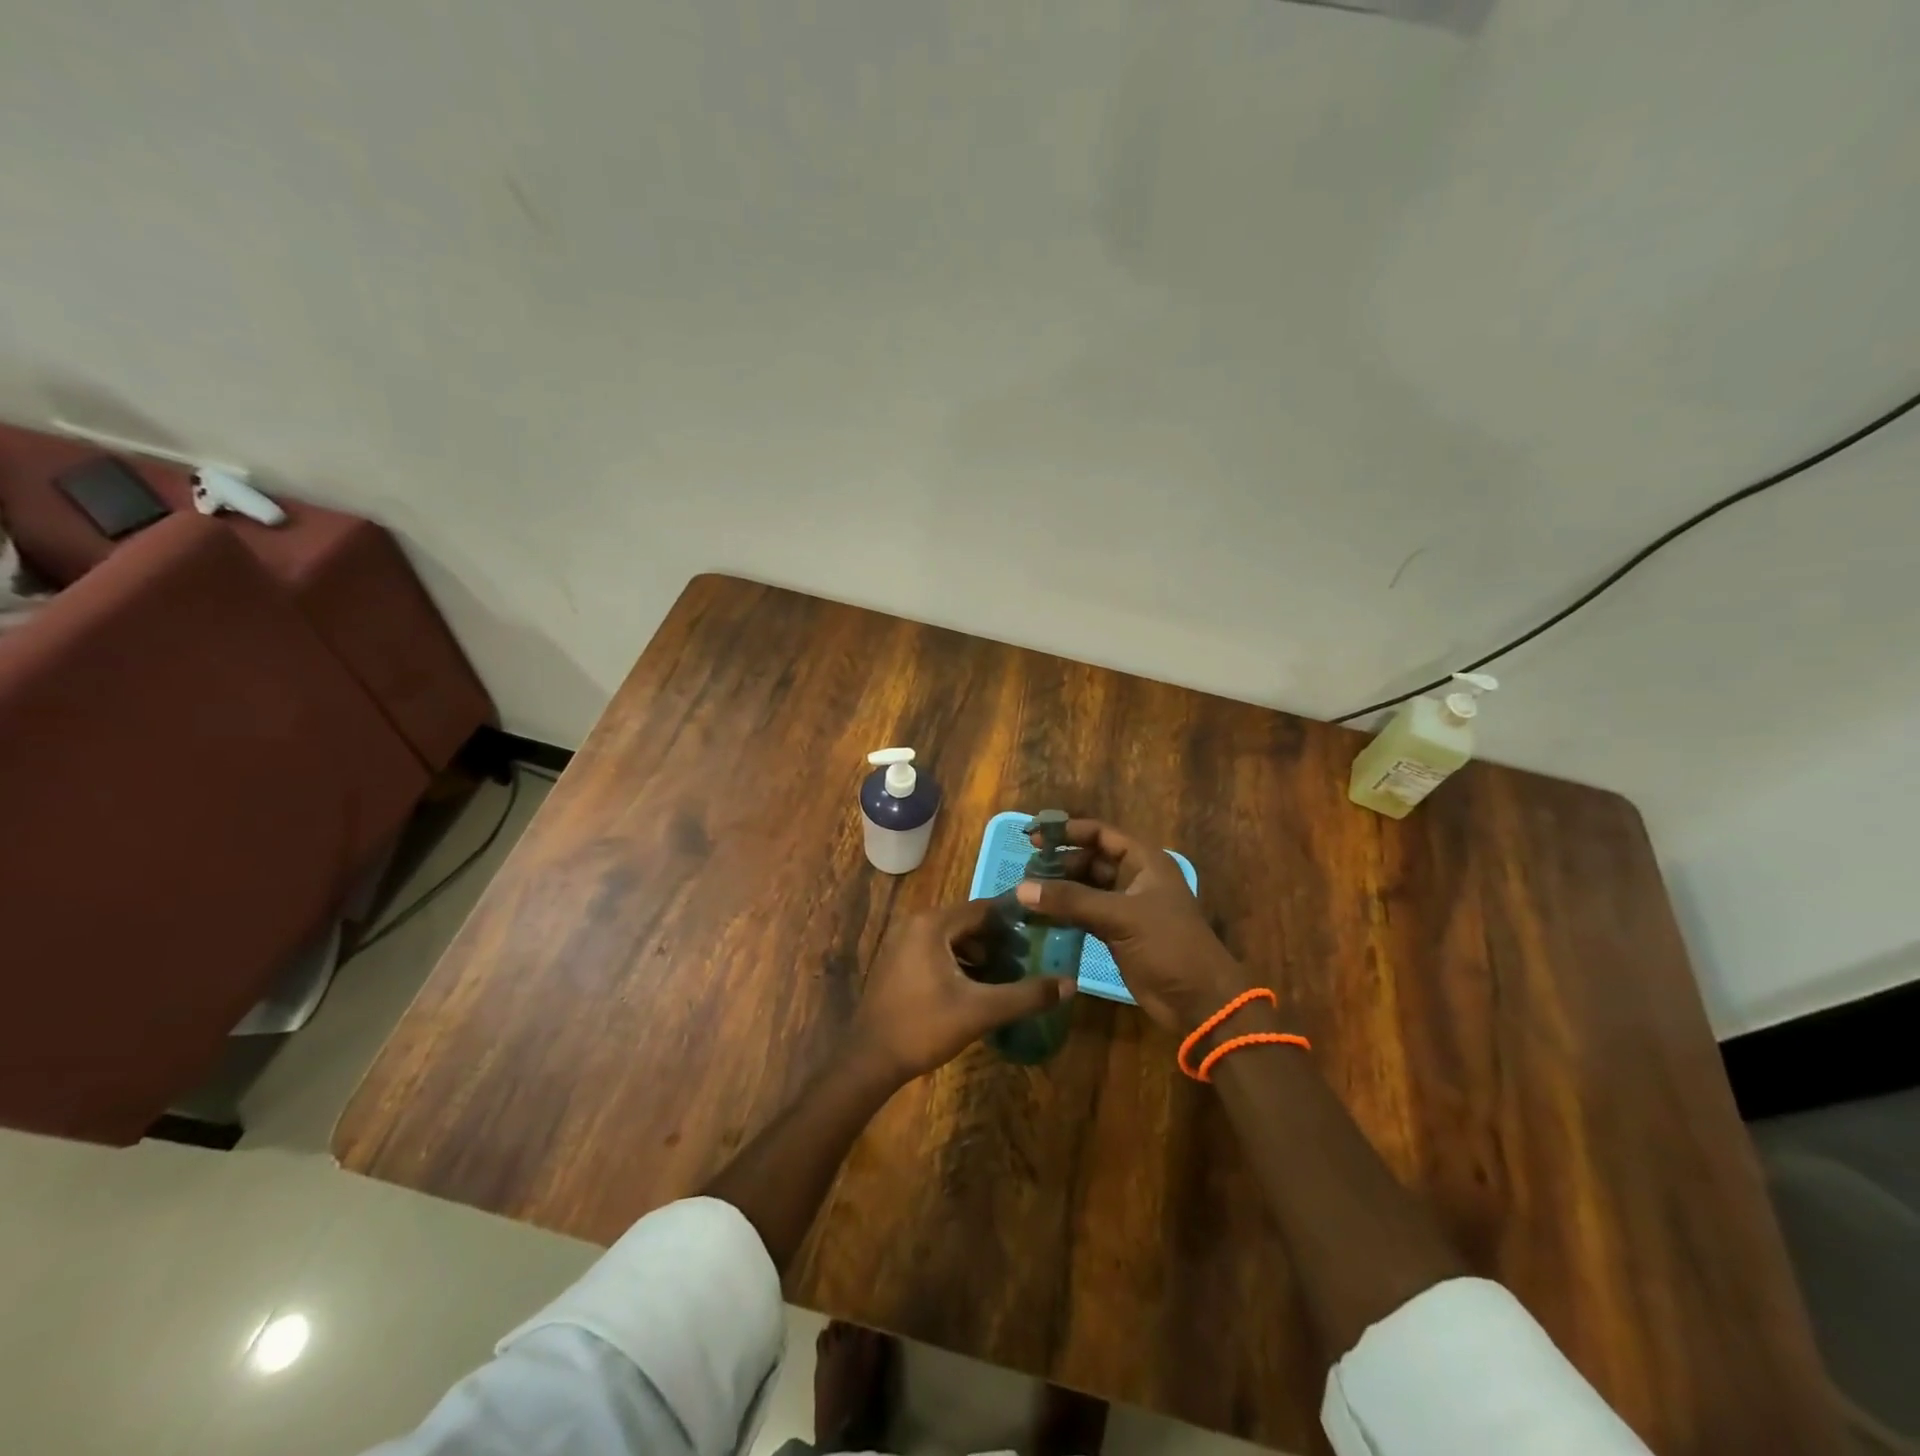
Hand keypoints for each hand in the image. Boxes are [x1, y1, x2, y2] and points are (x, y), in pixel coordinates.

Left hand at [850, 900, 1076, 1081]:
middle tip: (1029, 960)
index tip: (1042, 934)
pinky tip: (978, 987)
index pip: (983, 909)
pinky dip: (960, 963)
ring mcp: (902, 942)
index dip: (1014, 921)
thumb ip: (1026, 995)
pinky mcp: (898, 962)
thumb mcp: (981, 1011)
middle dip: (999, 940)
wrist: (869, 1060)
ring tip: (1009, 976)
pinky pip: (937, 951)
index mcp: (932, 924)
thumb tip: (1070, 984)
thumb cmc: (924, 1027)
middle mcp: (915, 924)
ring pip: (953, 939)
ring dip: (980, 954)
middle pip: (968, 922)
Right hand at [1017, 818, 1249, 1033]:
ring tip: (1026, 894)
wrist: (1199, 1002)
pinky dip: (1064, 913)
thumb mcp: (1121, 917)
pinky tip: (1040, 917)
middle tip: (1025, 873)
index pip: (1100, 834)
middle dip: (1059, 863)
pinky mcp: (1117, 934)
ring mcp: (1125, 907)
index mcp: (1144, 862)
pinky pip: (1084, 914)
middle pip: (1090, 860)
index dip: (1068, 832)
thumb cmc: (1169, 946)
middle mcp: (1134, 878)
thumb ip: (1071, 900)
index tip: (1034, 837)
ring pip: (1085, 889)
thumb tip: (1022, 888)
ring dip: (1059, 890)